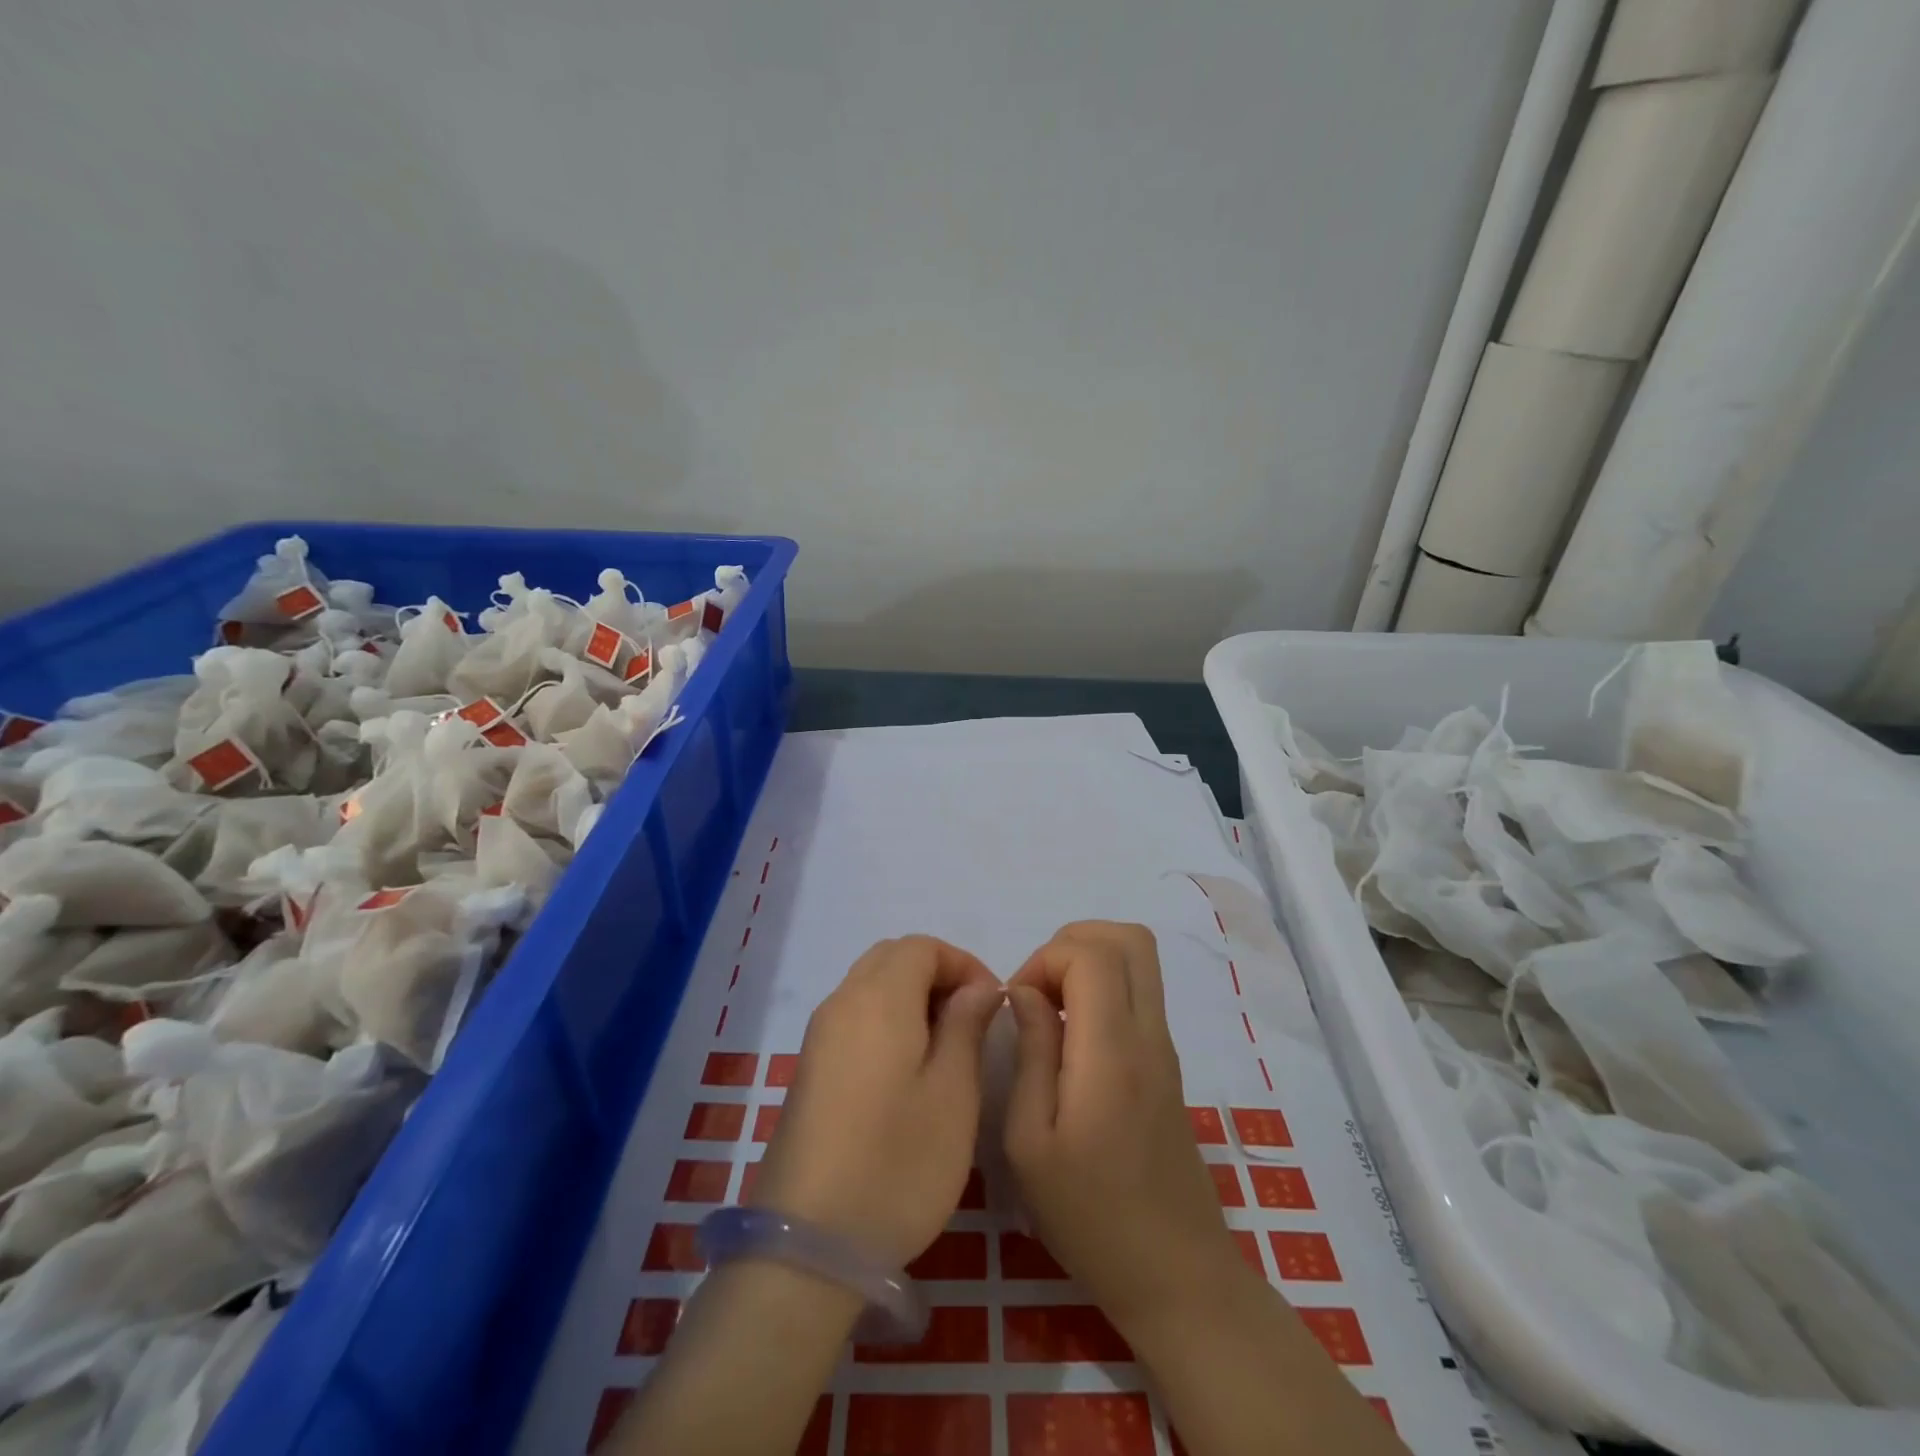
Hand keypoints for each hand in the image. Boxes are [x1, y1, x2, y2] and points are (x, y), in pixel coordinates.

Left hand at [751, 935, 1002, 1266]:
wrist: (807, 1245)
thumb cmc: (897, 1163)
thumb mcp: (953, 1094)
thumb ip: (967, 1025)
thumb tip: (978, 987)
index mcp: (878, 998)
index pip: (921, 946)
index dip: (962, 962)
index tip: (993, 1002)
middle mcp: (841, 1002)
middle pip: (892, 957)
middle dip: (936, 973)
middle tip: (972, 1018)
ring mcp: (819, 1036)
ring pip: (870, 985)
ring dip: (911, 995)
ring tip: (946, 1046)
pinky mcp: (809, 1069)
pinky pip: (854, 1016)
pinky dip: (887, 1019)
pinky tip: (907, 1070)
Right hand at [1004, 922, 1247, 1333]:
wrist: (1175, 1273)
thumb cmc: (1090, 1215)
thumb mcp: (1030, 1142)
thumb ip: (1030, 1052)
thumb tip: (1025, 991)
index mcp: (1112, 1052)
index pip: (1092, 954)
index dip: (1045, 958)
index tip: (1018, 1002)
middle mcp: (1148, 1034)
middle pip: (1128, 937)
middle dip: (1071, 942)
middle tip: (1037, 990)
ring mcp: (1165, 1046)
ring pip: (1139, 958)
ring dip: (1088, 961)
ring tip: (1051, 1009)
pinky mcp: (1167, 1062)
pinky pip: (1139, 991)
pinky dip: (1102, 987)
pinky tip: (1072, 1037)